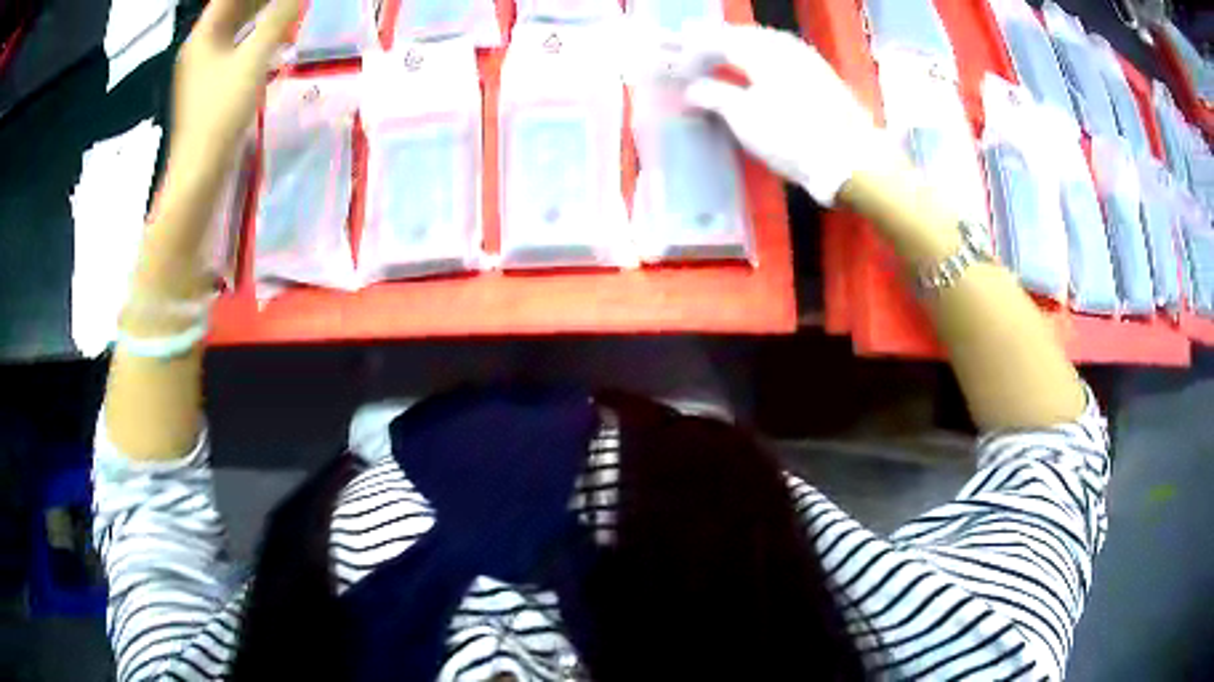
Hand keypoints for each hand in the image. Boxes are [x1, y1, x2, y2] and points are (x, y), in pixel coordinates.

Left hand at [170, 0, 298, 167]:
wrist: (199, 173)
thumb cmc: (220, 114)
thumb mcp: (253, 60)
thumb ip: (279, 20)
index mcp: (202, 36)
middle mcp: (199, 48)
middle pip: (231, 10)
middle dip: (258, 0)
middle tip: (286, 0)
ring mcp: (203, 69)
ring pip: (234, 29)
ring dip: (259, 14)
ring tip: (286, 7)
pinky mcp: (210, 88)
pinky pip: (235, 49)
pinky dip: (254, 37)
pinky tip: (273, 38)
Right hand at [679, 25, 891, 205]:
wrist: (851, 159)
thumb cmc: (792, 137)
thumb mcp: (745, 118)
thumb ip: (714, 95)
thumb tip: (693, 88)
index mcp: (760, 50)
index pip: (717, 40)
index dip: (692, 49)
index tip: (674, 62)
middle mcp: (782, 45)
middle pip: (739, 35)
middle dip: (712, 40)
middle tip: (688, 46)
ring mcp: (805, 57)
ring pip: (761, 41)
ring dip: (737, 44)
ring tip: (718, 52)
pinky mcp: (820, 73)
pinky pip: (779, 52)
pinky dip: (759, 55)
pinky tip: (755, 64)